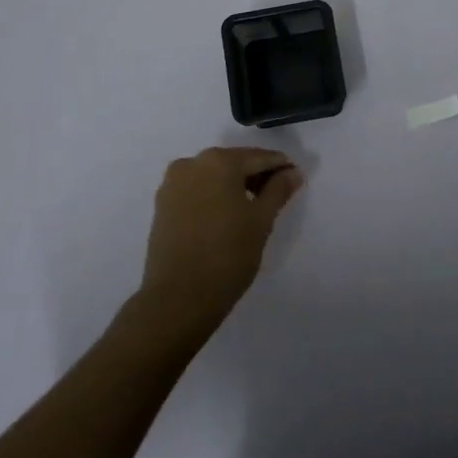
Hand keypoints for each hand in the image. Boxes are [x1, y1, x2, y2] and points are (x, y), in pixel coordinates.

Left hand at [140, 147, 302, 331]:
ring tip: (253, 209)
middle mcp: (192, 163)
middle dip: (256, 176)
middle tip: (277, 196)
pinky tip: (227, 216)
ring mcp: (172, 184)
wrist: (178, 299)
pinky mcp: (162, 205)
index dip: (281, 167)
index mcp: (219, 161)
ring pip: (213, 176)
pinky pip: (196, 191)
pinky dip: (214, 197)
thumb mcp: (262, 220)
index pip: (259, 158)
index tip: (296, 177)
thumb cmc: (228, 255)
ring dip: (234, 186)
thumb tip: (292, 172)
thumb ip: (279, 190)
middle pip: (234, 163)